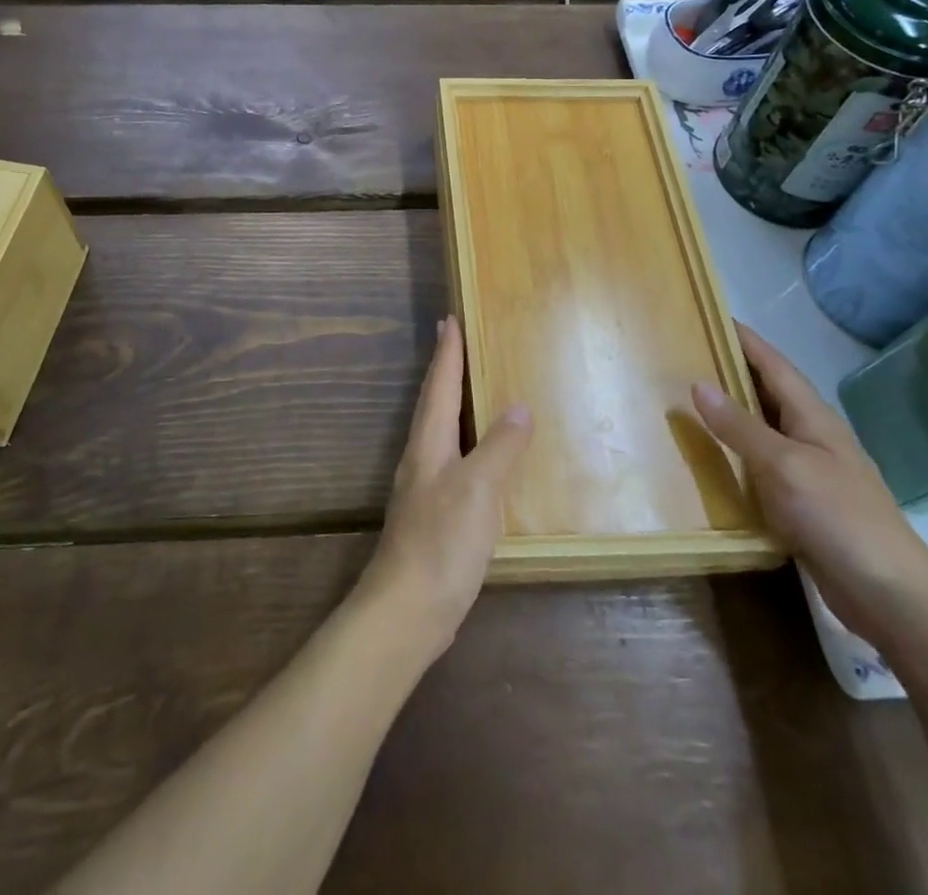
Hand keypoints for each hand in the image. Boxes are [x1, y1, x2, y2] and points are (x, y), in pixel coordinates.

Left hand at [355, 316, 532, 664]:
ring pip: (440, 431)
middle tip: (454, 340)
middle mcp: (422, 458)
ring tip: (469, 389)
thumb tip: (520, 407)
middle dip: (445, 371)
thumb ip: (499, 447)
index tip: (449, 319)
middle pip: (434, 404)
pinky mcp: (434, 515)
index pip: (441, 386)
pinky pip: (451, 461)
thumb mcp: (478, 489)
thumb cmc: (442, 541)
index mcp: (429, 444)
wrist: (408, 609)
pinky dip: (465, 443)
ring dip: (452, 404)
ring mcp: (425, 487)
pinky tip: (479, 457)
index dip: (447, 353)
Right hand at [692, 324, 927, 649]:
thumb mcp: (784, 465)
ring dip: (730, 412)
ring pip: (763, 429)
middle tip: (685, 355)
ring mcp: (810, 472)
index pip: (774, 365)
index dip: (744, 340)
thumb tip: (698, 383)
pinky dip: (735, 454)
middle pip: (768, 393)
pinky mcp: (803, 504)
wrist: (892, 595)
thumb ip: (741, 426)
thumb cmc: (839, 517)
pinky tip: (710, 460)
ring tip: (687, 400)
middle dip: (732, 371)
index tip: (710, 316)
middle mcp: (812, 437)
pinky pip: (761, 466)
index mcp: (813, 418)